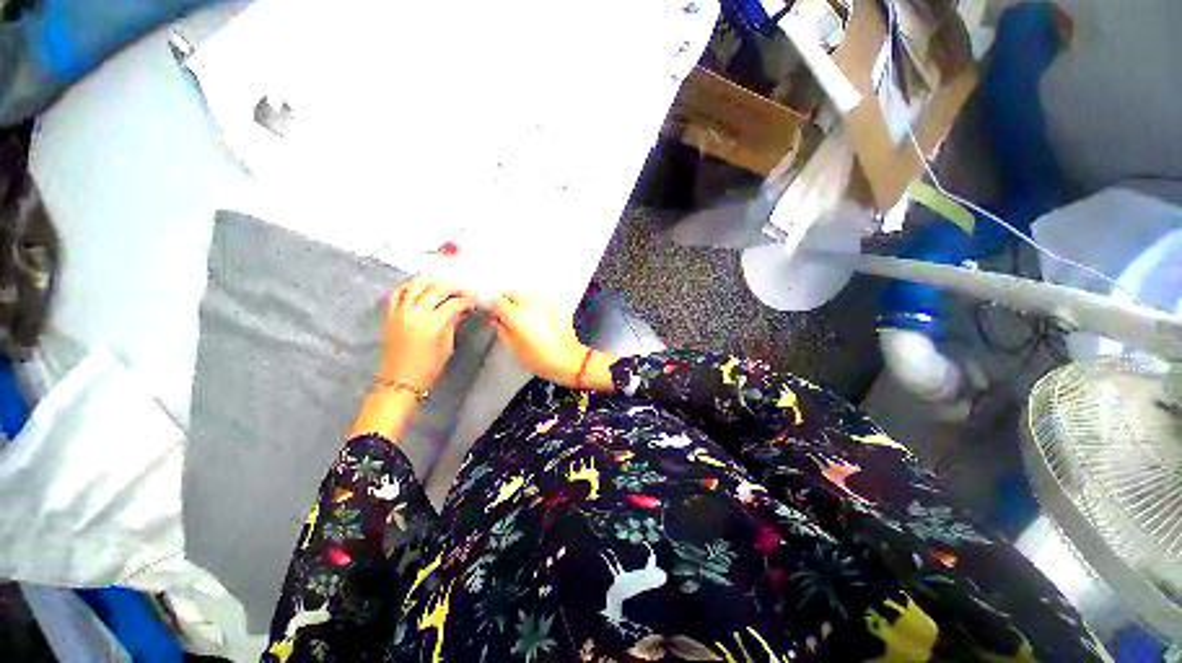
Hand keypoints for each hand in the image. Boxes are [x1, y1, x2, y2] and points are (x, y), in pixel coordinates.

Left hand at [379, 278, 476, 391]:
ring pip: (416, 285)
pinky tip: (419, 286)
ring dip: (432, 280)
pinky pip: (398, 292)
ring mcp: (400, 311)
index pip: (454, 303)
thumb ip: (453, 324)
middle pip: (436, 289)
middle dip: (453, 286)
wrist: (401, 381)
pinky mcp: (391, 314)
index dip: (467, 300)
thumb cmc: (428, 368)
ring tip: (443, 282)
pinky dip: (409, 285)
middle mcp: (415, 313)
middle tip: (463, 288)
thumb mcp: (447, 346)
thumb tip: (461, 310)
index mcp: (432, 324)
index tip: (474, 300)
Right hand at [492, 291, 613, 388]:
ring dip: (521, 300)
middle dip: (507, 300)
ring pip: (526, 293)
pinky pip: (540, 299)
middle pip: (512, 292)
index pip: (497, 301)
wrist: (570, 360)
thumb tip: (496, 321)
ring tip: (522, 314)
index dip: (493, 307)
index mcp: (517, 315)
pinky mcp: (557, 304)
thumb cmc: (541, 359)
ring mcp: (545, 302)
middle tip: (507, 314)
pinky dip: (534, 303)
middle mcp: (531, 304)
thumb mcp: (515, 349)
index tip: (493, 313)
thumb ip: (502, 331)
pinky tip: (536, 315)